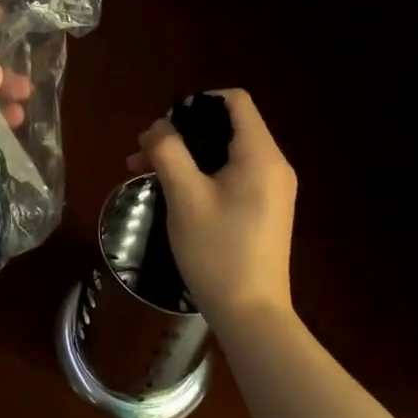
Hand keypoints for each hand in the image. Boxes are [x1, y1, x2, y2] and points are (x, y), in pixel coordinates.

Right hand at [127, 89, 296, 326]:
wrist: (252, 316)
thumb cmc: (217, 251)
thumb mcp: (184, 196)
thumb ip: (168, 150)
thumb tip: (158, 127)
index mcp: (260, 155)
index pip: (234, 100)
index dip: (197, 102)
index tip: (166, 126)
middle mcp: (273, 165)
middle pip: (226, 125)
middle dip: (182, 132)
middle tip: (144, 153)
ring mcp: (272, 189)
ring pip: (225, 151)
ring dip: (186, 154)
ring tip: (145, 171)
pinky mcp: (265, 208)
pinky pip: (232, 173)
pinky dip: (202, 173)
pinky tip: (171, 190)